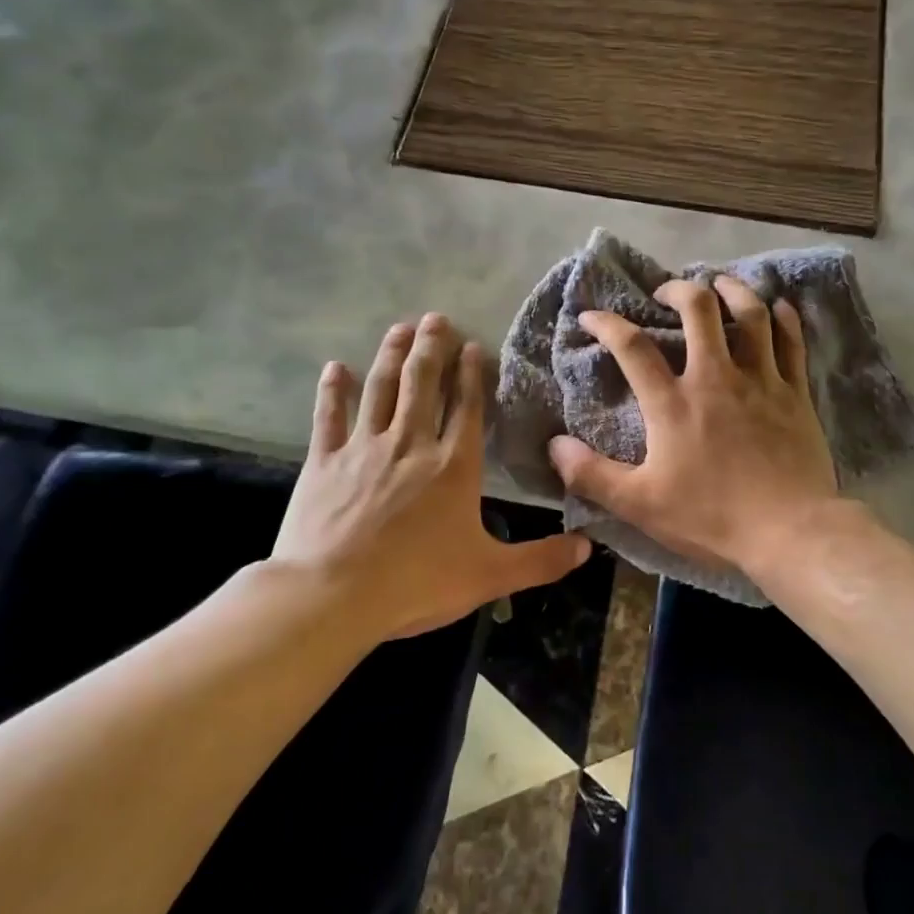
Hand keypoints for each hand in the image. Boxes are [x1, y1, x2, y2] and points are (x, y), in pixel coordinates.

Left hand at [271, 314, 589, 642]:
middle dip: (431, 348)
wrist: (333, 595)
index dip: (470, 374)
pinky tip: (336, 368)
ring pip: (381, 389)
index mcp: (453, 466)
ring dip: (392, 356)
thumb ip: (540, 561)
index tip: (471, 344)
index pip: (466, 408)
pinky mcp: (325, 461)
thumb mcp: (489, 576)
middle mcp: (410, 444)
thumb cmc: (416, 583)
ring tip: (400, 328)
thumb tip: (588, 549)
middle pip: (423, 384)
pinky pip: (329, 416)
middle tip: (435, 318)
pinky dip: (333, 391)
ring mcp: (364, 448)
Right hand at [547, 277, 838, 581]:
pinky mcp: (795, 393)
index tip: (591, 316)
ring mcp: (761, 380)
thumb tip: (554, 446)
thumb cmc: (711, 517)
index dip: (607, 324)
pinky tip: (777, 306)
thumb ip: (592, 475)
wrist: (789, 531)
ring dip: (732, 290)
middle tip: (665, 294)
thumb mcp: (640, 504)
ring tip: (719, 283)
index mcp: (673, 403)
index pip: (632, 347)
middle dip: (678, 290)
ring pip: (750, 315)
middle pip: (698, 310)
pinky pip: (791, 342)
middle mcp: (716, 378)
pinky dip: (783, 318)